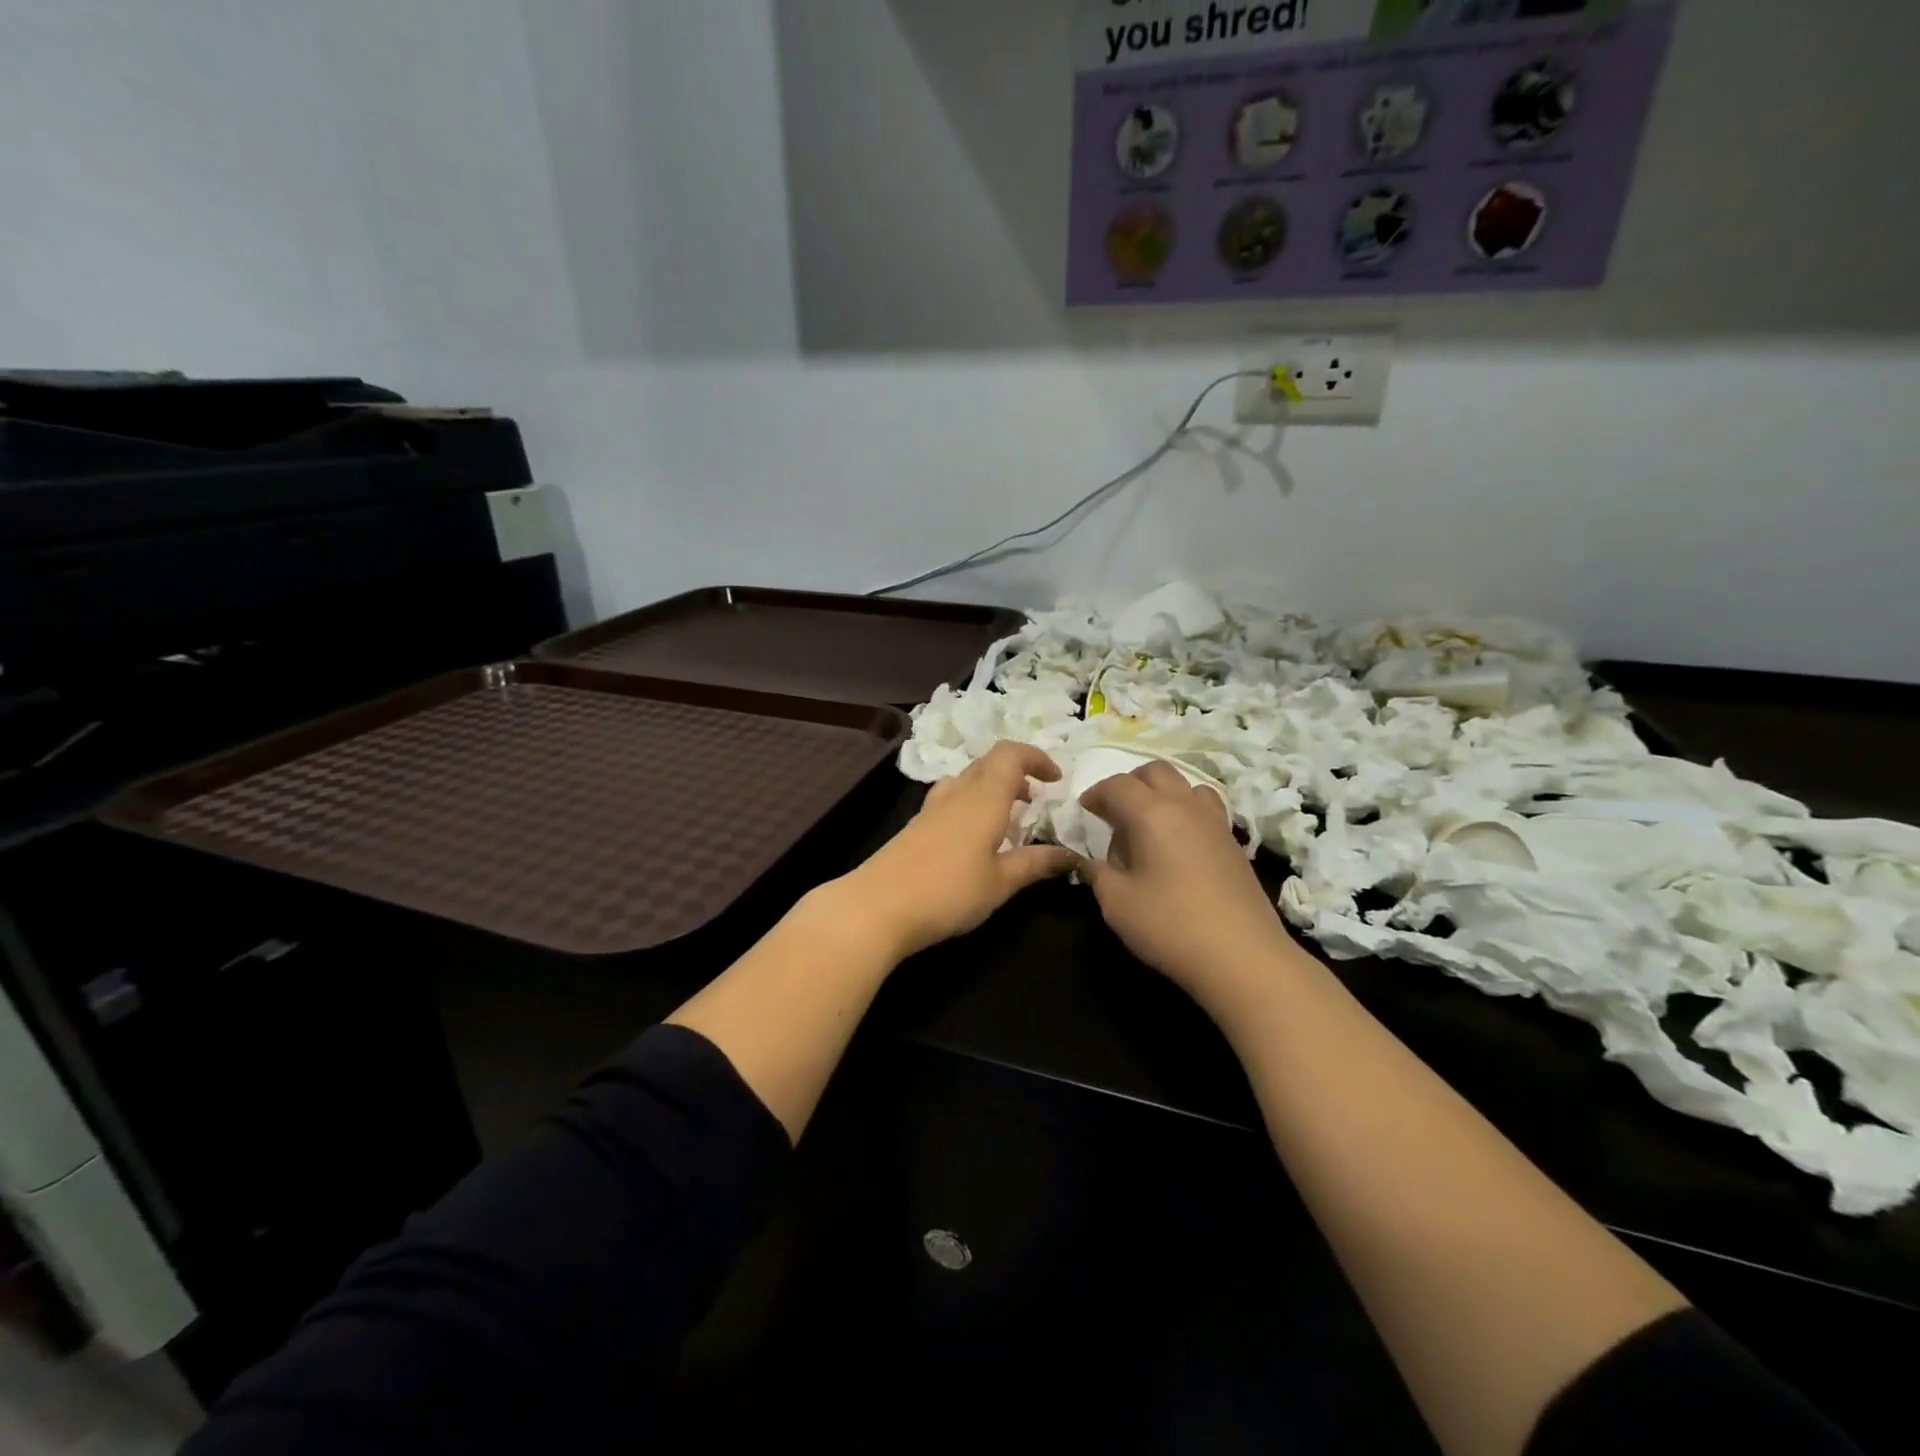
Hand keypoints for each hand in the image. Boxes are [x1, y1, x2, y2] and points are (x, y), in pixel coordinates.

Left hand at [844, 742, 1077, 959]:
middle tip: (1036, 799)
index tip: (1056, 780)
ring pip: (968, 779)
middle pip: (989, 763)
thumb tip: (1071, 854)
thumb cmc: (948, 892)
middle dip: (1017, 772)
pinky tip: (975, 837)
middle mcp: (958, 793)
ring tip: (1008, 817)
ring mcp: (932, 808)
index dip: (1036, 758)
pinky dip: (972, 803)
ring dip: (993, 787)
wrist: (878, 906)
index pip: (1011, 754)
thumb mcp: (1000, 882)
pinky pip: (951, 798)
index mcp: (984, 797)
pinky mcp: (916, 825)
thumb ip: (1035, 863)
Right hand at [1079, 762, 1295, 1004]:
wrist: (1243, 956)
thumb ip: (1097, 874)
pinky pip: (1205, 809)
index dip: (1096, 794)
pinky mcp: (1234, 843)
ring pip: (1186, 786)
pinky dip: (1185, 812)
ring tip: (1149, 825)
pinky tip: (1178, 845)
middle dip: (1129, 784)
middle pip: (1155, 772)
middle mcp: (1185, 806)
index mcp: (1151, 813)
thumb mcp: (1116, 902)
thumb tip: (1090, 862)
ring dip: (1162, 794)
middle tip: (1114, 813)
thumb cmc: (1170, 925)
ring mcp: (1215, 822)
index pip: (1117, 785)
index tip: (1085, 811)